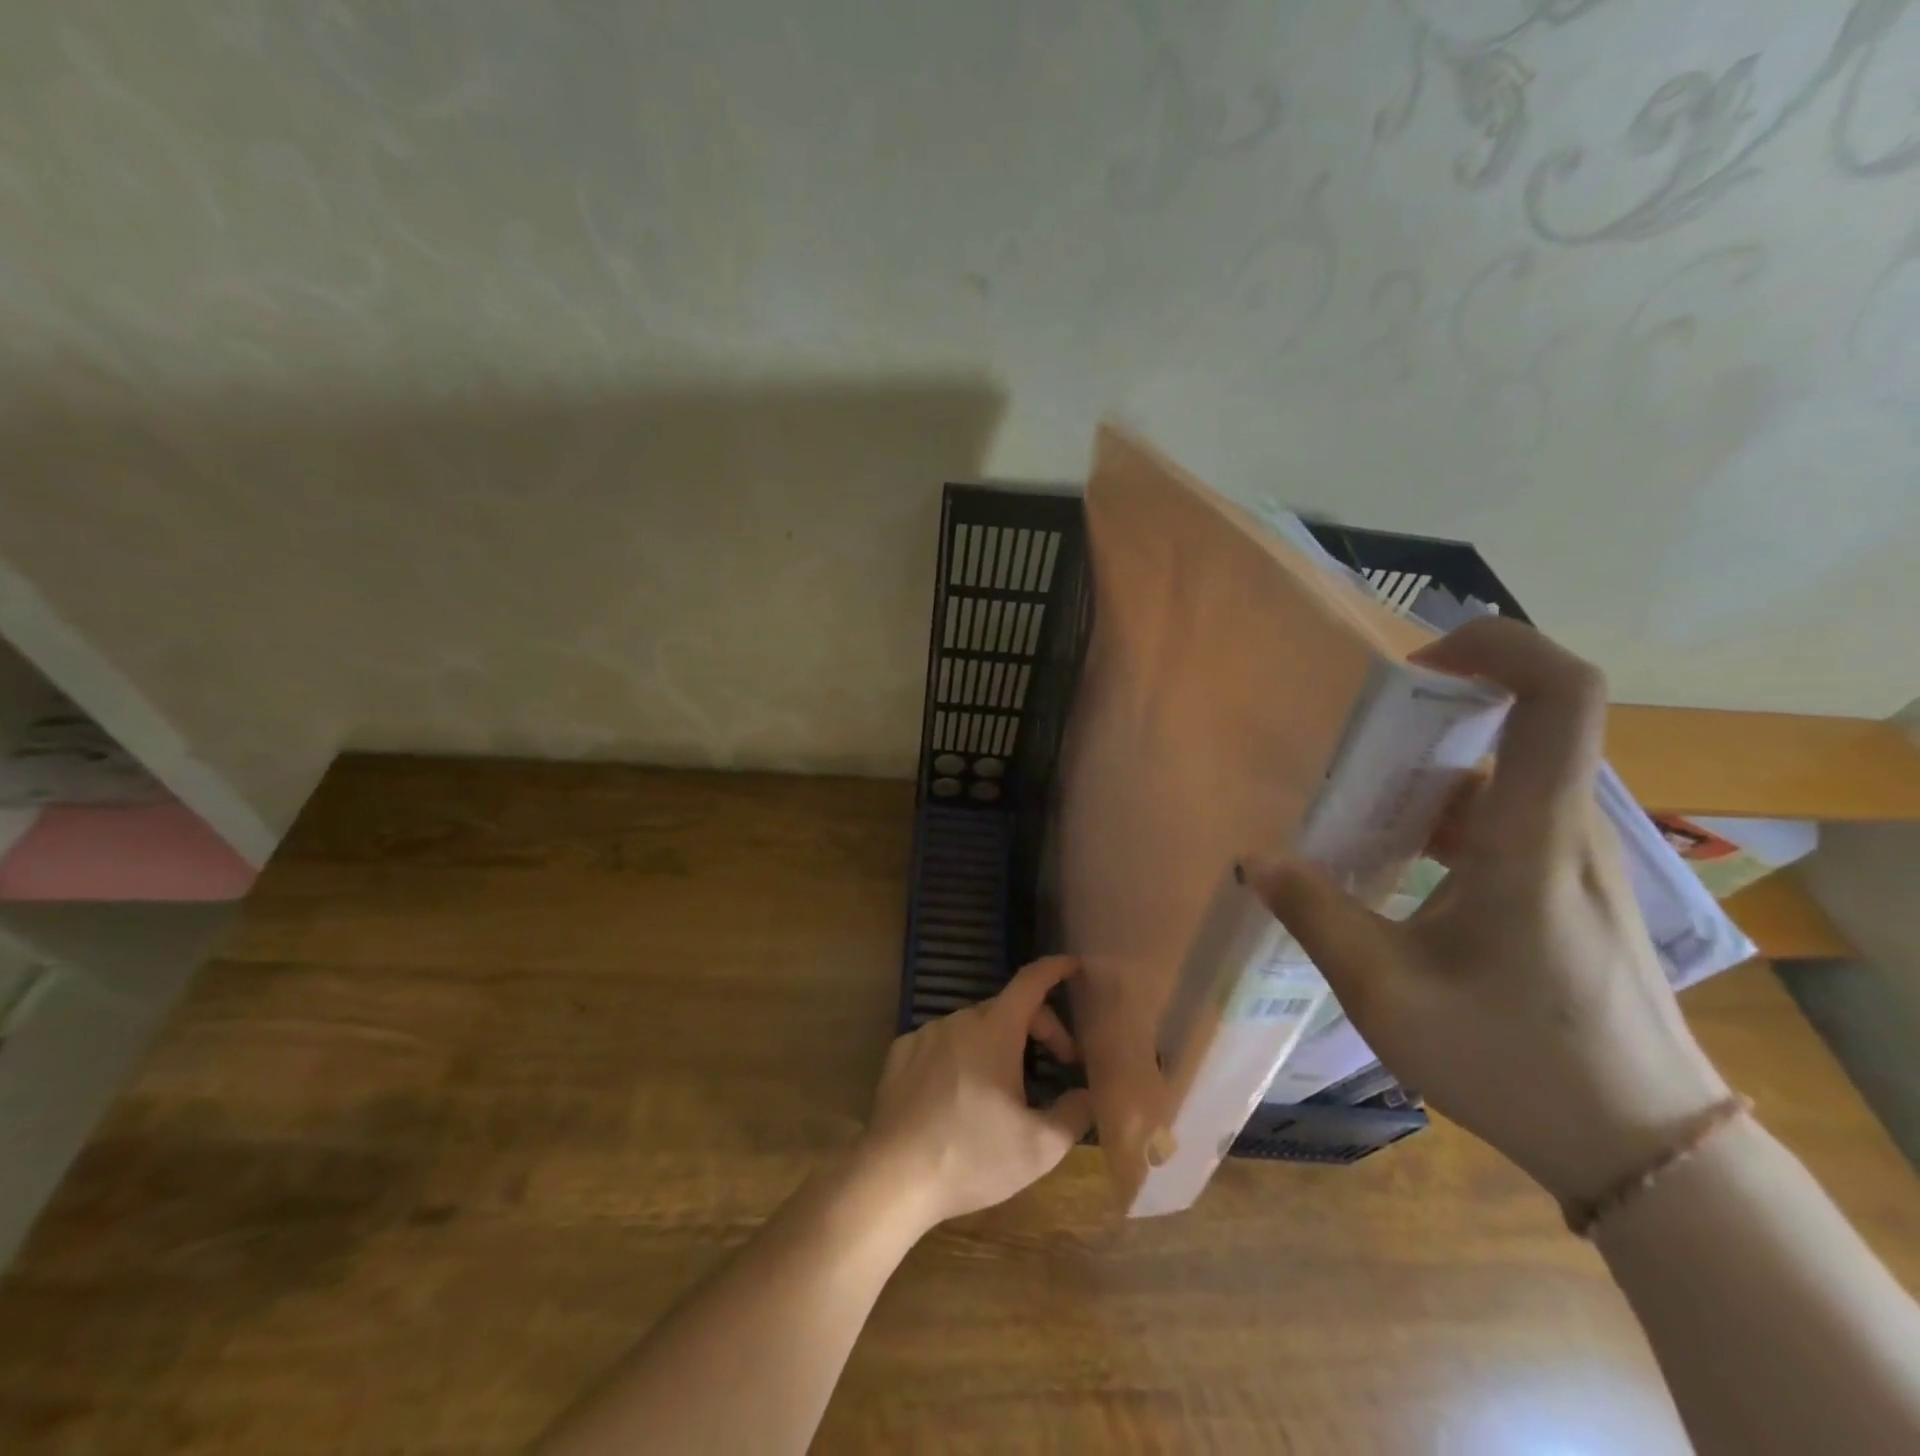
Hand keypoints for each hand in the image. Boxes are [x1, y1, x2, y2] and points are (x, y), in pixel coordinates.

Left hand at [858, 955, 1094, 1231]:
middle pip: (1008, 1008)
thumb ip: (1073, 1114)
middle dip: (1039, 1028)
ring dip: (998, 1044)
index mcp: (995, 1030)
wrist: (894, 1177)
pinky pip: (942, 1043)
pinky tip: (960, 1094)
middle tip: (1058, 1064)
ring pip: (974, 1027)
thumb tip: (1086, 1094)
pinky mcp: (901, 1053)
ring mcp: (926, 1034)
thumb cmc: (972, 1156)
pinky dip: (960, 1055)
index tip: (1074, 965)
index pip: (1031, 982)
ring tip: (1005, 1088)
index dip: (1055, 969)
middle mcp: (959, 1020)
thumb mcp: (1039, 1147)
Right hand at [1243, 618, 1730, 1205]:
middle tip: (1355, 734)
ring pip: (1507, 773)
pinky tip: (1390, 857)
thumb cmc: (1514, 1062)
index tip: (1415, 664)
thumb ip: (1315, 916)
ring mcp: (1572, 858)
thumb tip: (1255, 860)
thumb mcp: (1388, 995)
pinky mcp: (1566, 886)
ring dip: (1433, 768)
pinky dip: (1444, 812)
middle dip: (1438, 709)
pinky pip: (1505, 816)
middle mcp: (1563, 829)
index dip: (1498, 645)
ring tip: (1354, 797)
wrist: (1641, 1147)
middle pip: (1527, 720)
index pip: (1561, 693)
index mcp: (1532, 838)